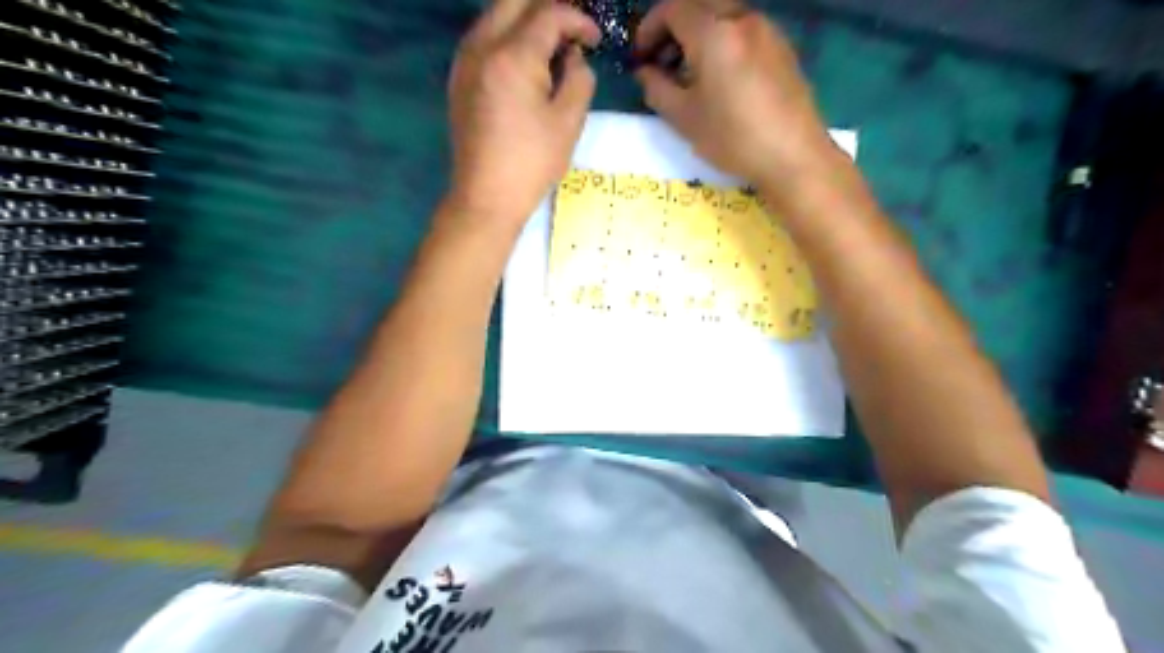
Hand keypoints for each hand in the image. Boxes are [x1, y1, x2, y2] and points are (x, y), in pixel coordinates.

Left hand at [445, 0, 599, 228]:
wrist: (485, 197)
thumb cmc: (532, 163)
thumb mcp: (569, 122)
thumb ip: (579, 79)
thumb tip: (573, 58)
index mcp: (512, 56)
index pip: (548, 14)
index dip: (577, 21)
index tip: (595, 40)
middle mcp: (482, 46)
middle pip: (514, 1)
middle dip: (547, 10)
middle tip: (571, 32)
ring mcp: (464, 61)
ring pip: (495, 15)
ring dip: (525, 20)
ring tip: (551, 45)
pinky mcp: (458, 79)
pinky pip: (483, 38)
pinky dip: (506, 36)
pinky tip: (524, 62)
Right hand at [635, 1, 837, 189]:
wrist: (793, 155)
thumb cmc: (732, 137)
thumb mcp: (684, 118)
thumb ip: (657, 88)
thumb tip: (645, 72)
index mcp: (714, 32)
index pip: (672, 9)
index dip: (649, 29)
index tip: (640, 57)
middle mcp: (742, 19)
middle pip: (700, 6)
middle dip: (674, 28)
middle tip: (661, 61)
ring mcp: (767, 31)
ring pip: (724, 16)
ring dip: (699, 35)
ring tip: (688, 73)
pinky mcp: (783, 48)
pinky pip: (744, 31)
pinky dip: (722, 42)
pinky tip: (719, 78)